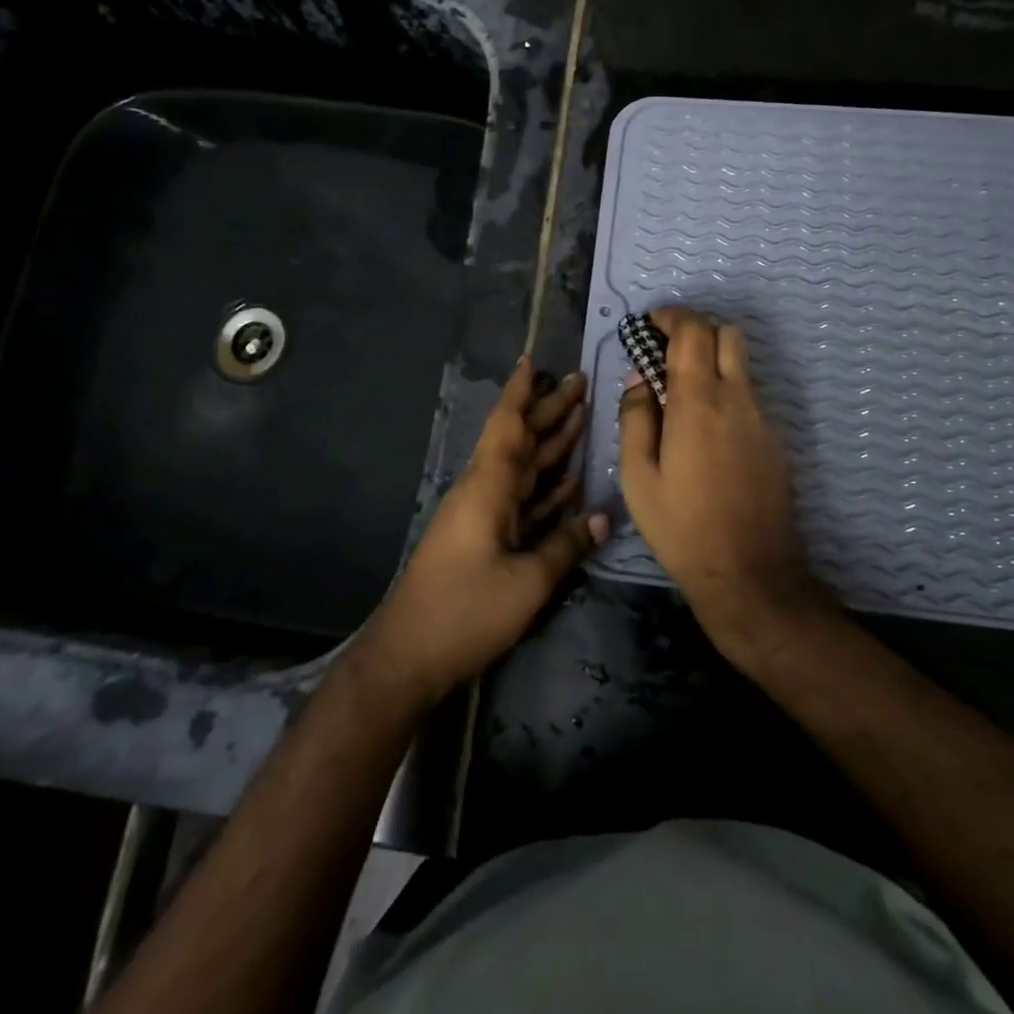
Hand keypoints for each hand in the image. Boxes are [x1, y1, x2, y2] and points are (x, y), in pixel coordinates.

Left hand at [366, 356, 605, 698]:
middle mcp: (485, 490)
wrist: (410, 655)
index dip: (521, 391)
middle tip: (582, 382)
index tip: (535, 359)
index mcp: (488, 487)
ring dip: (550, 443)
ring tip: (582, 416)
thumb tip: (603, 516)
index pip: (507, 425)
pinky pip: (522, 501)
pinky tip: (570, 479)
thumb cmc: (466, 610)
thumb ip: (566, 545)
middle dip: (548, 410)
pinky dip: (546, 487)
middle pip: (520, 440)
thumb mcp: (527, 581)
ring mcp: (484, 515)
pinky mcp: (486, 539)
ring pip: (523, 468)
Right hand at [616, 308, 822, 646]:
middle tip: (666, 350)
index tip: (649, 323)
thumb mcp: (638, 477)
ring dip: (712, 359)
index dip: (671, 316)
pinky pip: (749, 396)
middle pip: (727, 333)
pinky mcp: (775, 440)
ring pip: (741, 364)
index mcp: (698, 402)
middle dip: (696, 329)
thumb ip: (635, 417)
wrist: (749, 572)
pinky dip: (726, 390)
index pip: (693, 331)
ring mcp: (762, 418)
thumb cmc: (681, 526)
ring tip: (682, 391)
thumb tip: (639, 378)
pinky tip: (706, 430)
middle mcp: (736, 399)